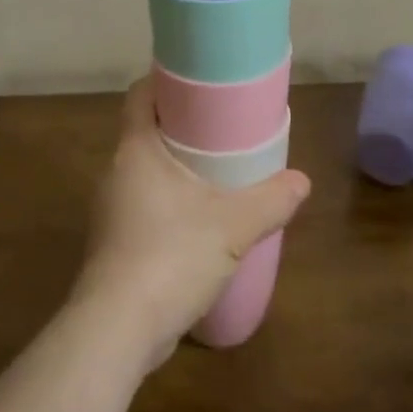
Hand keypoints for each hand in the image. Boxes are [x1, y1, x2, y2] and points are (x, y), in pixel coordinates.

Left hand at [73, 78, 309, 368]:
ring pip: (146, 171)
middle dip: (183, 127)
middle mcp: (116, 171)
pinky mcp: (115, 244)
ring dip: (177, 168)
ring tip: (218, 174)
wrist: (117, 330)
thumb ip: (271, 200)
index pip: (140, 93)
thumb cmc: (171, 256)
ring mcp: (111, 210)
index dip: (166, 81)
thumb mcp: (233, 226)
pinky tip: (200, 223)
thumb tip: (301, 182)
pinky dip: (170, 203)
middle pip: (147, 131)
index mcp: (136, 149)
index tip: (201, 83)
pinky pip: (145, 206)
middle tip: (223, 128)